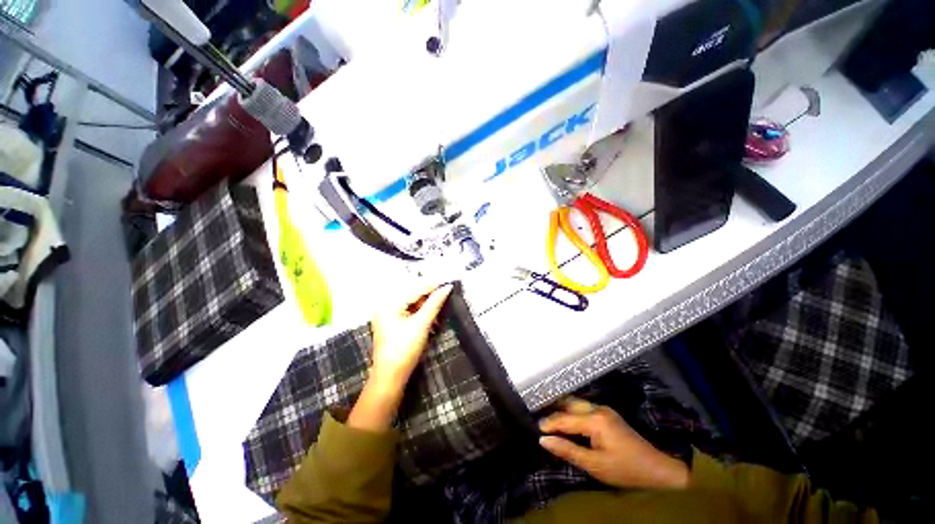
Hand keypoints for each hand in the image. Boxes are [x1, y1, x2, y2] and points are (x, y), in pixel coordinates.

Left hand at [369, 283, 453, 389]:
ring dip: (426, 305)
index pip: (415, 288)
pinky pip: (409, 310)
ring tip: (439, 309)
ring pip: (412, 302)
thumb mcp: (422, 324)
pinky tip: (430, 317)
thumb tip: (447, 288)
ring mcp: (388, 314)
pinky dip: (420, 312)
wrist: (390, 376)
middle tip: (445, 295)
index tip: (449, 282)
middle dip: (429, 295)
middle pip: (413, 293)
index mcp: (390, 303)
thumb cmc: (404, 349)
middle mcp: (386, 305)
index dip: (433, 285)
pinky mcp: (391, 322)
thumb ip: (435, 303)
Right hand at [539, 397, 688, 489]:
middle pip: (569, 404)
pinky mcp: (607, 414)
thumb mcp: (595, 465)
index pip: (564, 418)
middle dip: (553, 410)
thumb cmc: (625, 470)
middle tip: (539, 418)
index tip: (535, 428)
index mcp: (595, 420)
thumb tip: (543, 440)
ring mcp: (604, 409)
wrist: (658, 469)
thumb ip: (568, 450)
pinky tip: (566, 420)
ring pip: (576, 404)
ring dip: (562, 410)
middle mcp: (597, 408)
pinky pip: (583, 408)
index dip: (549, 423)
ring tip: (548, 418)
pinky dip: (572, 412)